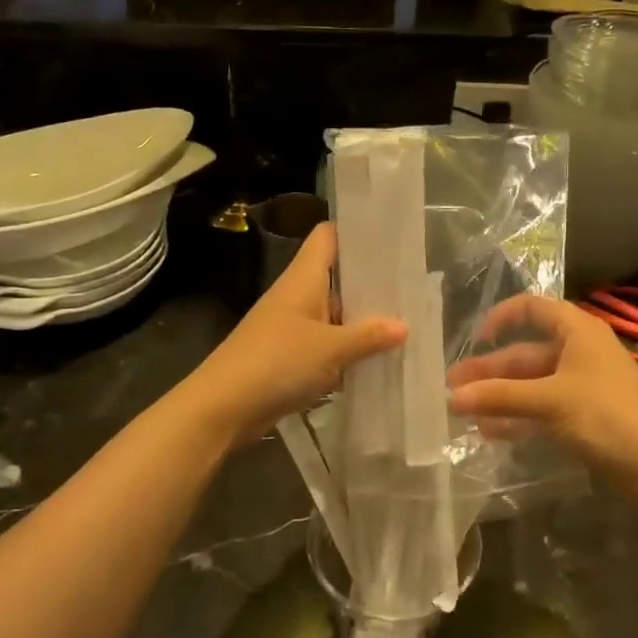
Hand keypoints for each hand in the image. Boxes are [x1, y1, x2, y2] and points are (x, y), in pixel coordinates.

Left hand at [185, 223, 404, 445]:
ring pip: (335, 313)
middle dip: (371, 282)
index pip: (328, 236)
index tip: (391, 236)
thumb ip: (368, 336)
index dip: (356, 231)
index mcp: (303, 278)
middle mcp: (298, 295)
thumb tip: (403, 326)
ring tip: (407, 322)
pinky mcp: (290, 355)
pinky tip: (378, 359)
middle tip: (413, 286)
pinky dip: (348, 349)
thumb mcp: (330, 348)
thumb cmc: (277, 361)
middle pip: (338, 276)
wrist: (224, 405)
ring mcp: (293, 326)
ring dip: (362, 320)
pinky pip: (327, 343)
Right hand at [447, 294, 637, 473]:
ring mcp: (581, 384)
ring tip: (464, 413)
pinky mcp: (584, 413)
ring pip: (531, 383)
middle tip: (452, 388)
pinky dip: (518, 415)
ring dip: (499, 396)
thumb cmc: (606, 416)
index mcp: (577, 331)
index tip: (476, 340)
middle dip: (489, 370)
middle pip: (525, 352)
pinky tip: (492, 432)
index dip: (502, 317)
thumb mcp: (549, 401)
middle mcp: (579, 351)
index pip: (533, 308)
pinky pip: (542, 406)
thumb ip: (499, 397)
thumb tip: (452, 397)